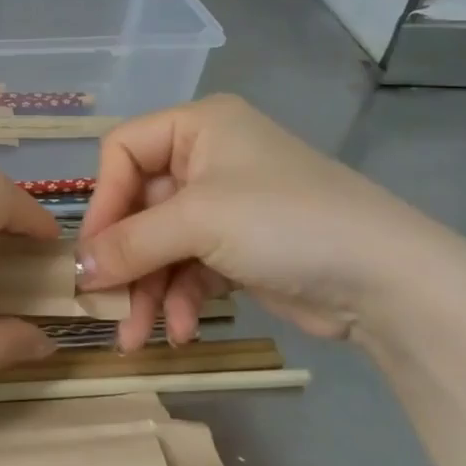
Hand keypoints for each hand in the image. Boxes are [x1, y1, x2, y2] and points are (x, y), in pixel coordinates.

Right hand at [76, 95, 457, 350]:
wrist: (387, 280)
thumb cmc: (284, 222)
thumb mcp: (198, 222)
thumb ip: (130, 243)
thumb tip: (77, 269)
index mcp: (197, 127)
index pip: (122, 151)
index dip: (103, 202)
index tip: (93, 252)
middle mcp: (205, 159)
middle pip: (139, 207)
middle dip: (124, 261)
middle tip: (103, 305)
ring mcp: (222, 206)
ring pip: (160, 245)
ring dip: (147, 291)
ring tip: (136, 337)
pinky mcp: (236, 248)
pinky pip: (187, 268)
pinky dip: (179, 299)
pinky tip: (182, 332)